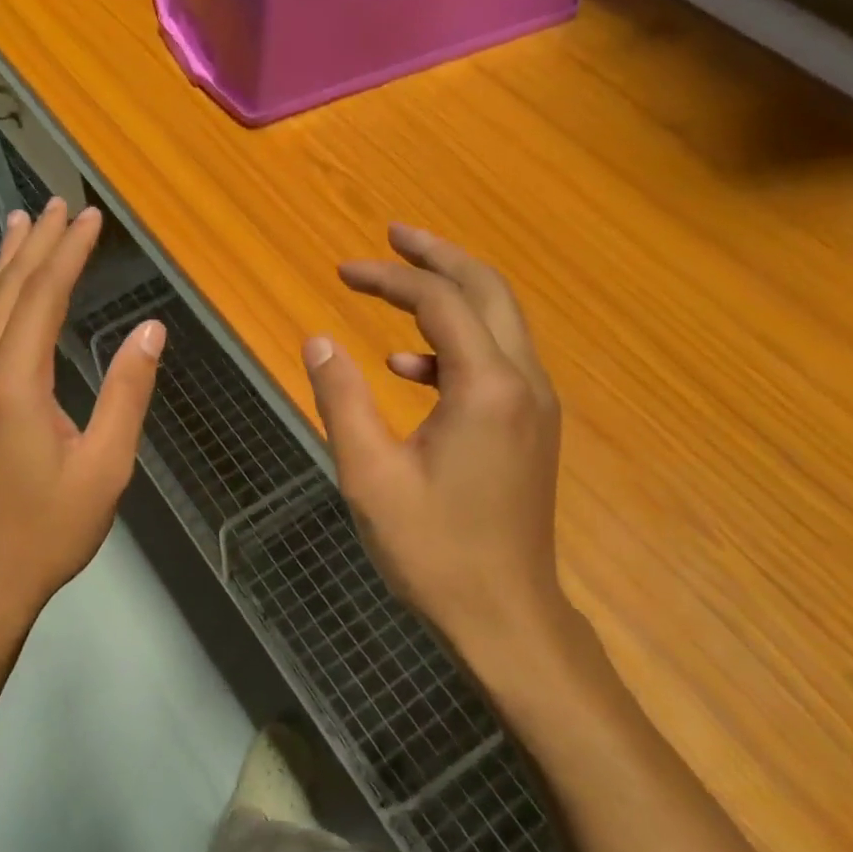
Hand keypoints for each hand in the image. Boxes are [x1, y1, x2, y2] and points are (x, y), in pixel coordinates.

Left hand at [0, 198, 163, 636]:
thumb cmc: (49, 528)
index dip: (68, 253)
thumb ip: (127, 393)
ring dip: (9, 265)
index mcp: (14, 382)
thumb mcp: (105, 465)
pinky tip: (8, 295)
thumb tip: (150, 330)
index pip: (43, 296)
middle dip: (35, 245)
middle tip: (55, 204)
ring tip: (23, 225)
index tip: (88, 217)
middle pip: (8, 291)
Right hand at [303, 224, 581, 681]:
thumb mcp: (370, 475)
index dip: (388, 277)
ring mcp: (534, 405)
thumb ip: (341, 399)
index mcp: (486, 387)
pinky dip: (454, 347)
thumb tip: (318, 340)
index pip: (439, 301)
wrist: (506, 617)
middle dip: (438, 257)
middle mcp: (523, 382)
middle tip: (394, 235)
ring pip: (499, 322)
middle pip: (488, 290)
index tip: (342, 270)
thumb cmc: (433, 550)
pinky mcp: (531, 428)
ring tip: (397, 284)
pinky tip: (408, 370)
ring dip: (451, 295)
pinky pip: (496, 362)